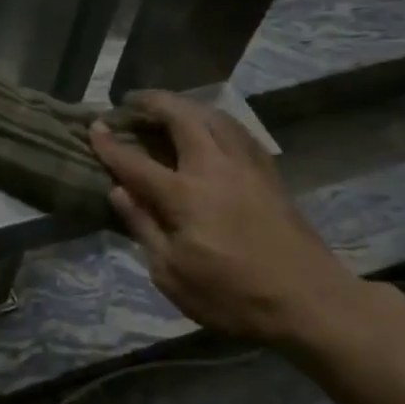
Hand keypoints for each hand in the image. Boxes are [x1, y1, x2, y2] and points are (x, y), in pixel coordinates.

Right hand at [91, 92, 363, 345]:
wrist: (310, 302)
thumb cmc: (233, 296)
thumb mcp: (172, 275)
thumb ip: (143, 227)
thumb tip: (118, 191)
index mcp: (185, 196)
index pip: (136, 162)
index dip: (111, 144)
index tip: (94, 126)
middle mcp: (215, 169)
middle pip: (182, 118)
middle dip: (153, 102)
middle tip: (131, 101)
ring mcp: (247, 167)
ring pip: (215, 117)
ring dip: (187, 105)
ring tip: (170, 107)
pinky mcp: (270, 174)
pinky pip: (239, 132)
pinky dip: (216, 120)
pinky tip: (212, 129)